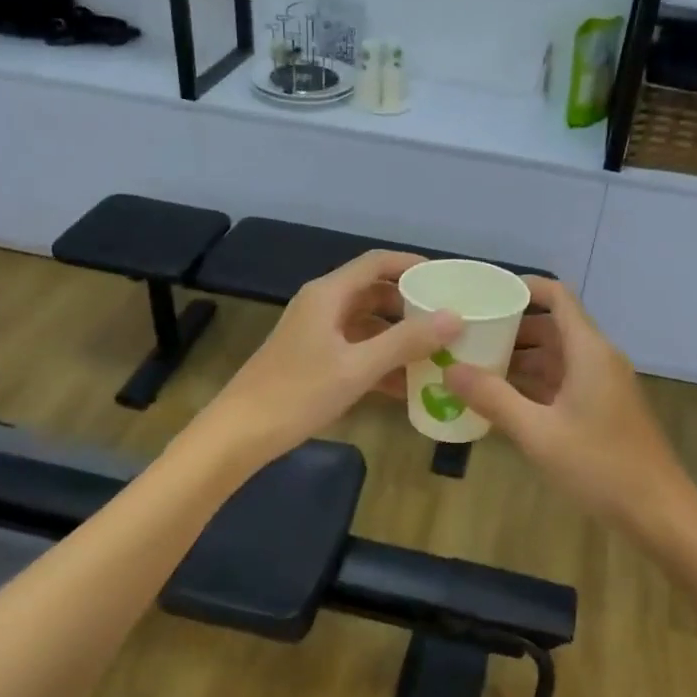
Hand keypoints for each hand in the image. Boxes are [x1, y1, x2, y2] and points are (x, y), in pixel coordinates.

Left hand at [200, 251, 460, 466]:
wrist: (240, 434)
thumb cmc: (298, 393)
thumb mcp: (358, 367)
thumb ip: (407, 341)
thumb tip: (455, 317)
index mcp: (328, 295)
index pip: (377, 263)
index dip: (412, 265)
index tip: (447, 280)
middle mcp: (322, 306)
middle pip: (374, 293)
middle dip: (410, 306)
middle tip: (447, 321)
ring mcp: (316, 334)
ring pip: (367, 325)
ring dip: (398, 338)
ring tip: (435, 355)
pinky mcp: (313, 360)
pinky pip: (356, 351)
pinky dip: (380, 362)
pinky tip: (405, 387)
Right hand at [446, 278, 691, 535]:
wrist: (656, 509)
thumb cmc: (599, 464)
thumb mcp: (538, 432)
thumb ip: (493, 398)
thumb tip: (451, 370)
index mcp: (589, 351)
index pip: (558, 297)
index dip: (525, 287)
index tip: (486, 293)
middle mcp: (598, 359)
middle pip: (553, 327)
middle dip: (512, 328)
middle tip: (468, 334)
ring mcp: (602, 385)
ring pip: (557, 357)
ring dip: (520, 359)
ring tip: (475, 365)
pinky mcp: (602, 408)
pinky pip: (563, 382)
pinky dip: (534, 384)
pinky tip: (502, 398)